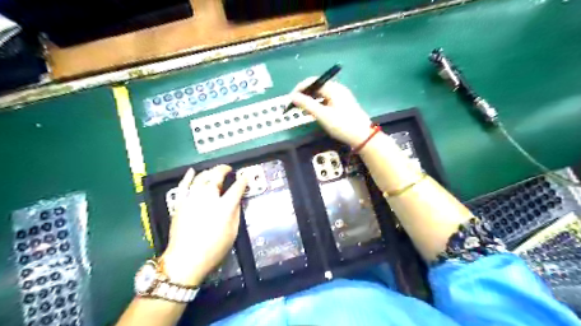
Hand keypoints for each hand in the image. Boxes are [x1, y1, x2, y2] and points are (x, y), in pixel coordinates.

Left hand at [160, 166, 246, 284]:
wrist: (186, 259)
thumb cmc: (214, 249)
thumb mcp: (232, 232)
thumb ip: (236, 213)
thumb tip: (236, 200)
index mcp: (224, 207)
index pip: (237, 188)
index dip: (243, 180)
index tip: (246, 176)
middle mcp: (208, 198)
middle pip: (216, 177)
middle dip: (224, 169)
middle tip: (229, 169)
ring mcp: (192, 199)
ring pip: (201, 178)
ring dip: (209, 172)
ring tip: (214, 172)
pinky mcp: (180, 203)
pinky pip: (183, 185)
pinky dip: (188, 177)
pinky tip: (192, 171)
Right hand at [293, 78, 373, 146]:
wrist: (362, 136)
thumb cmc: (342, 125)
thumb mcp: (322, 115)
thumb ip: (307, 104)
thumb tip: (292, 96)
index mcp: (333, 88)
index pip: (313, 81)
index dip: (300, 88)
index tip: (290, 98)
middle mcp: (337, 89)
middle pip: (317, 87)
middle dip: (304, 94)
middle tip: (294, 104)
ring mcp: (341, 97)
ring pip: (321, 94)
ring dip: (310, 100)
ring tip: (302, 109)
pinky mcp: (342, 105)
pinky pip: (326, 100)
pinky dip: (318, 104)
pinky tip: (313, 112)